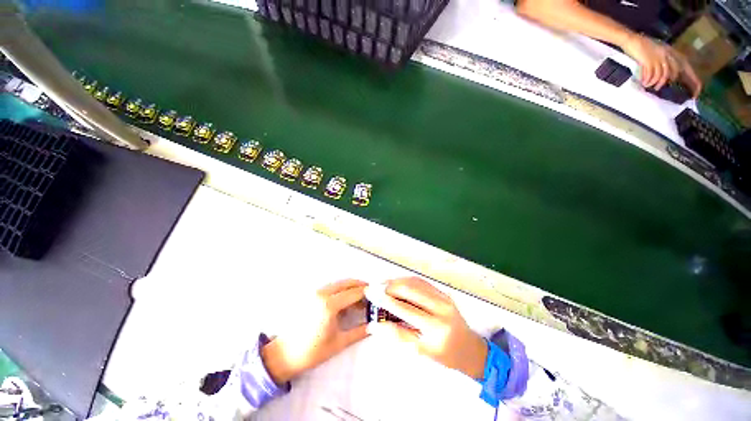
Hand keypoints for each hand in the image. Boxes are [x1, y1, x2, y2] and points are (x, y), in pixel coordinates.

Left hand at [261, 279, 368, 384]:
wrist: (285, 354)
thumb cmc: (313, 351)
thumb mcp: (339, 342)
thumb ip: (360, 332)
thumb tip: (375, 325)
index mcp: (330, 305)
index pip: (355, 292)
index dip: (368, 293)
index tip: (378, 295)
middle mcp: (323, 294)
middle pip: (348, 282)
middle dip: (361, 286)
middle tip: (372, 294)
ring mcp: (316, 292)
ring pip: (339, 283)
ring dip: (352, 287)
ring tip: (361, 299)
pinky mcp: (312, 294)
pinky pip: (332, 286)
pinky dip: (342, 289)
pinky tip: (346, 300)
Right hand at [366, 277, 487, 379]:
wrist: (470, 348)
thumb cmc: (445, 355)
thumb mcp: (421, 351)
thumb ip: (398, 335)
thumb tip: (376, 325)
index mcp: (436, 327)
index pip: (405, 309)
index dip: (387, 301)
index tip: (372, 295)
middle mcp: (441, 308)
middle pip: (411, 289)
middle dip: (391, 286)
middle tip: (376, 286)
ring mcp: (444, 297)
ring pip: (416, 283)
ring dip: (398, 281)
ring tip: (384, 283)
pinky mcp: (444, 292)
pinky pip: (423, 283)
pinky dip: (408, 280)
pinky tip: (398, 282)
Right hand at [621, 34, 702, 96]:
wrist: (631, 40)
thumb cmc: (642, 46)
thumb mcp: (657, 51)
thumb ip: (663, 60)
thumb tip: (667, 74)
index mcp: (671, 53)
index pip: (686, 67)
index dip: (693, 80)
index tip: (695, 92)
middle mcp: (667, 55)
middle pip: (674, 72)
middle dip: (668, 83)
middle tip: (660, 90)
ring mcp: (658, 57)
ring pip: (663, 74)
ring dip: (656, 83)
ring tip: (650, 87)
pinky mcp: (649, 60)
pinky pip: (652, 73)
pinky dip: (648, 80)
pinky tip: (644, 83)